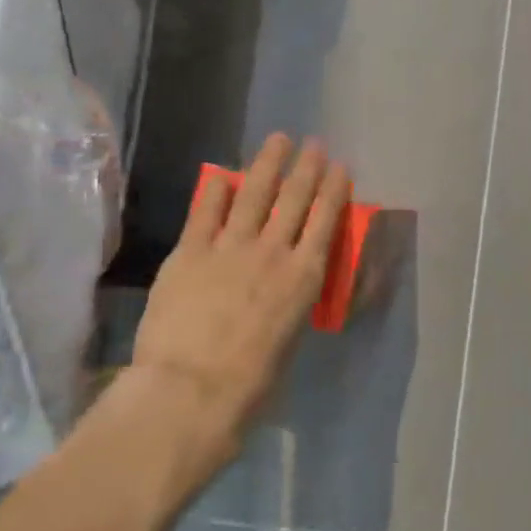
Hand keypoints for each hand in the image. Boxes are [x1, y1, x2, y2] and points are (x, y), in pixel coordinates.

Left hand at [132, 135, 350, 443]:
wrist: (192, 390)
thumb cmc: (252, 382)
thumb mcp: (291, 338)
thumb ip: (292, 303)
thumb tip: (289, 290)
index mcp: (305, 276)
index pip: (326, 220)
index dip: (334, 189)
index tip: (341, 167)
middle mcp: (274, 251)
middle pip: (295, 199)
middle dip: (307, 167)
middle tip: (314, 144)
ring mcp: (230, 248)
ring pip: (254, 194)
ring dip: (268, 164)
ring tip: (278, 140)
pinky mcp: (190, 253)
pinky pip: (205, 212)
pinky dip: (215, 191)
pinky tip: (222, 174)